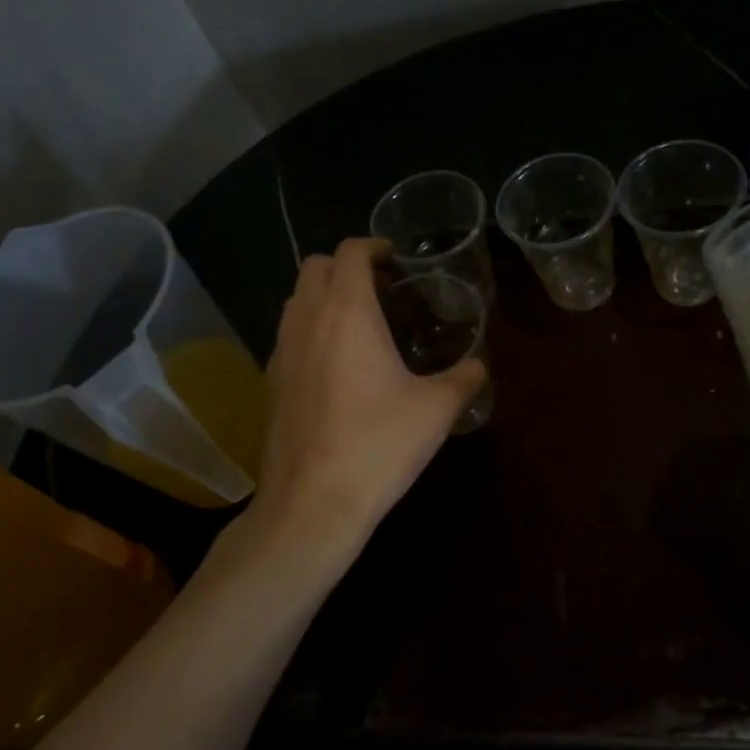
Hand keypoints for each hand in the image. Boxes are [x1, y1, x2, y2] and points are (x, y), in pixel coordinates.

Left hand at [247, 238, 485, 579]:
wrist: (313, 503)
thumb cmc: (379, 444)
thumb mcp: (436, 410)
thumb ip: (464, 379)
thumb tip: (480, 367)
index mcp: (348, 313)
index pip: (350, 252)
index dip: (373, 246)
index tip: (395, 260)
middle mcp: (307, 321)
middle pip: (314, 267)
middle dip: (345, 266)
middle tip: (381, 289)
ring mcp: (281, 352)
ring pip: (295, 300)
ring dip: (324, 296)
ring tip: (360, 323)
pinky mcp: (270, 383)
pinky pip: (288, 335)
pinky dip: (310, 330)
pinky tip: (336, 365)